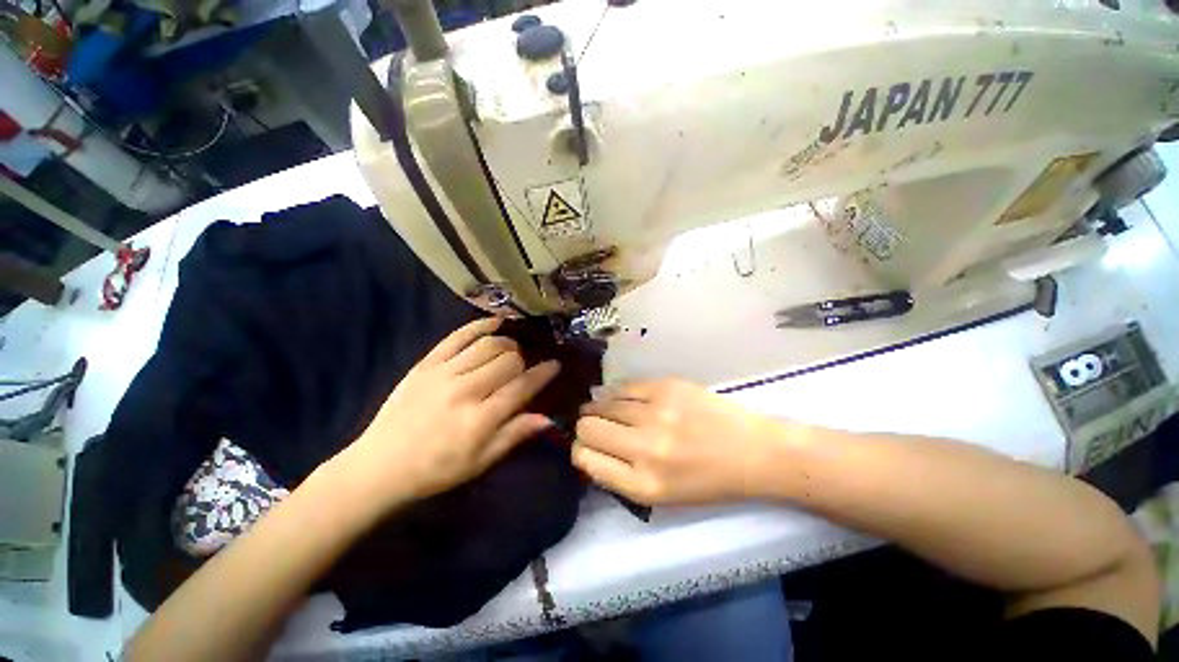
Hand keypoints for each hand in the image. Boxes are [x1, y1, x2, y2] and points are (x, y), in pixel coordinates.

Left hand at [336, 318, 559, 506]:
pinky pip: (458, 336)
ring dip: (506, 345)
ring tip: (510, 352)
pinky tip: (495, 322)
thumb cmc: (437, 469)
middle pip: (508, 360)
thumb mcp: (481, 461)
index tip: (555, 365)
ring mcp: (444, 372)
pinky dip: (479, 325)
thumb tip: (548, 418)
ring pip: (489, 344)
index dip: (543, 374)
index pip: (522, 386)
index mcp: (480, 418)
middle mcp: (465, 390)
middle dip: (522, 362)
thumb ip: (515, 434)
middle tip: (523, 368)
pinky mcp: (426, 363)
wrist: (381, 465)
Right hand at [573, 379, 786, 504]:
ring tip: (607, 410)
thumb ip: (619, 475)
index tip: (587, 446)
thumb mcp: (660, 495)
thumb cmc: (707, 480)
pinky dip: (618, 393)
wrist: (752, 451)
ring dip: (599, 408)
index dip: (580, 450)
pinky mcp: (666, 386)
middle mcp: (645, 448)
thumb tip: (587, 449)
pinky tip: (623, 398)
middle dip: (586, 428)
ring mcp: (656, 412)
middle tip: (595, 426)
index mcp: (643, 484)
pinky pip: (624, 386)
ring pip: (603, 403)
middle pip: (587, 427)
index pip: (585, 458)